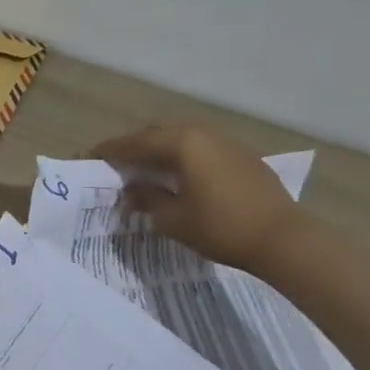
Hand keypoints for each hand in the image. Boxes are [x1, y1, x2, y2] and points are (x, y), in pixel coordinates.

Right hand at [92, 121, 300, 274]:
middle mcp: (201, 132)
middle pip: (157, 133)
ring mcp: (224, 141)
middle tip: (115, 165)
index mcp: (181, 142)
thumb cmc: (222, 228)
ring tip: (144, 170)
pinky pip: (200, 147)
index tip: (87, 157)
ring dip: (159, 151)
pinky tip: (178, 175)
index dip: (109, 151)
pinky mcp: (240, 154)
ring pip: (180, 138)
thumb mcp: (175, 219)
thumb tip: (130, 192)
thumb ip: (147, 200)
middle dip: (133, 147)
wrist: (283, 238)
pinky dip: (182, 156)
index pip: (134, 142)